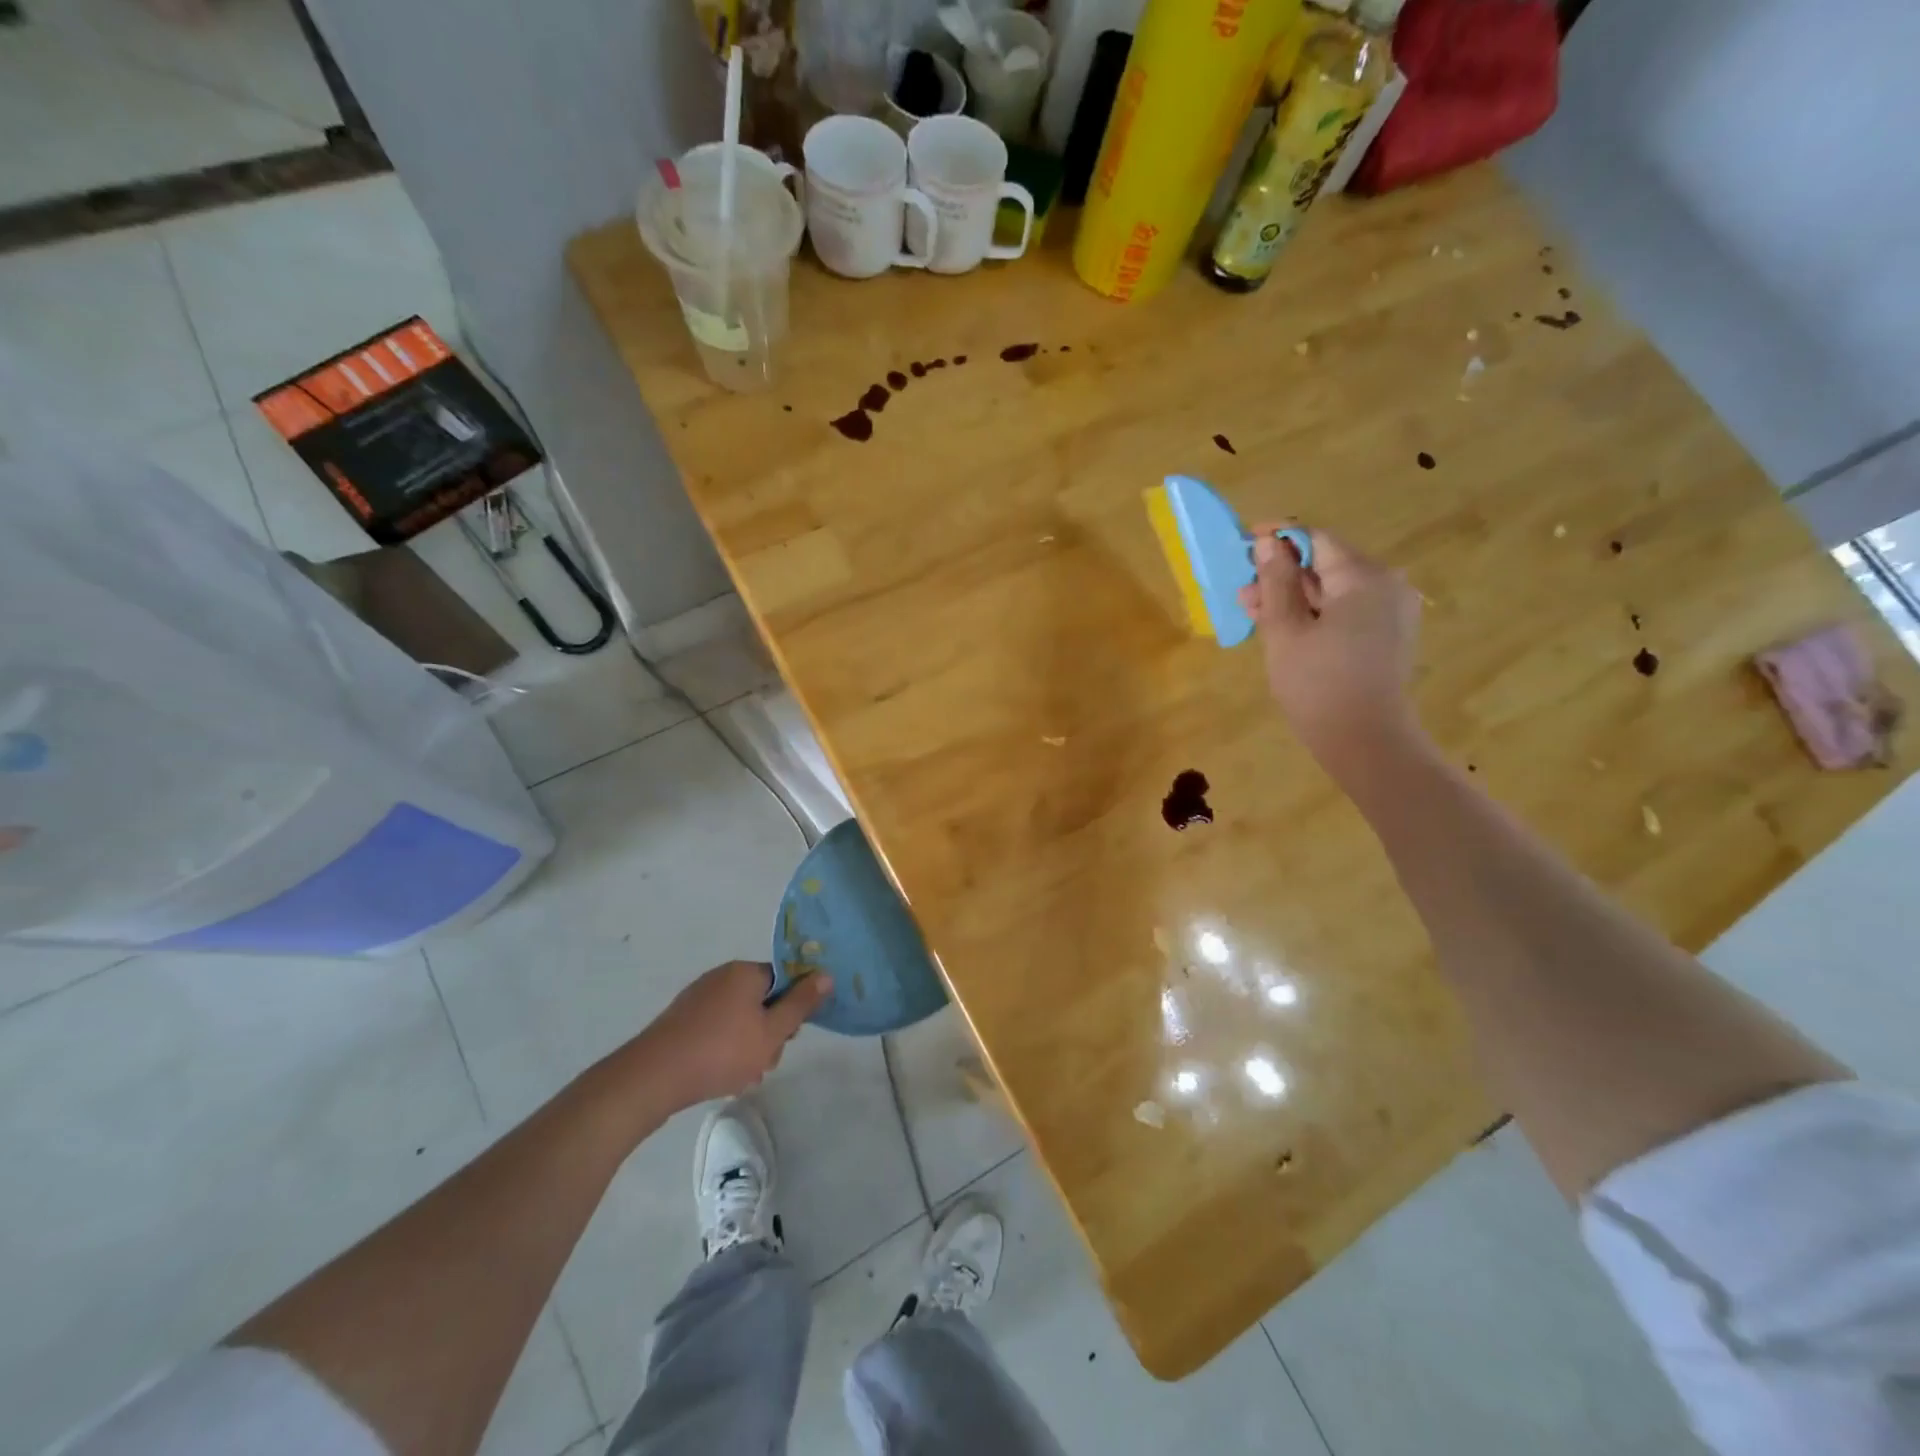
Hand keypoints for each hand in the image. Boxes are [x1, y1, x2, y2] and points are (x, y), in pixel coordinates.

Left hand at [632, 961, 832, 1109]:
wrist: (653, 1077)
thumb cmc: (721, 1051)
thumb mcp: (772, 1032)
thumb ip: (801, 1004)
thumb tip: (827, 974)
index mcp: (745, 972)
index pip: (783, 981)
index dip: (791, 1009)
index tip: (787, 1036)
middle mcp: (721, 977)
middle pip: (761, 1001)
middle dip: (768, 1032)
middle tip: (763, 1062)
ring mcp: (697, 998)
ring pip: (739, 1019)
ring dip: (747, 1046)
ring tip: (739, 1076)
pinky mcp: (680, 1020)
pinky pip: (715, 1029)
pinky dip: (723, 1048)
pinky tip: (718, 1074)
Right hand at [1237, 525, 1425, 774]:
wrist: (1365, 741)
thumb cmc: (1318, 684)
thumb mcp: (1285, 630)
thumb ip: (1276, 582)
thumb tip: (1268, 542)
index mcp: (1363, 577)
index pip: (1317, 539)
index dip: (1279, 538)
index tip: (1245, 543)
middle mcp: (1386, 585)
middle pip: (1327, 564)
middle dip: (1283, 575)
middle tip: (1244, 594)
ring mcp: (1392, 611)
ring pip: (1335, 590)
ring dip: (1295, 597)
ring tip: (1256, 614)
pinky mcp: (1389, 635)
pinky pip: (1348, 610)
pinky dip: (1316, 613)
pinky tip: (1286, 630)